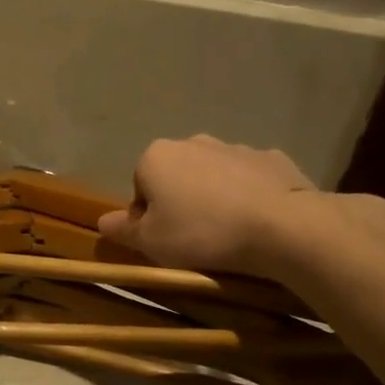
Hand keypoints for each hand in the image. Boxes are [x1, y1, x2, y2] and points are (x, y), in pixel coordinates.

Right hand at [97, 135, 317, 274]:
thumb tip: (102, 222)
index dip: (147, 219)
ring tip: (228, 234)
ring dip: (214, 199)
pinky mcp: (272, 158)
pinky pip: (249, 180)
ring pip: (213, 177)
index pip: (139, 189)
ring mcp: (236, 147)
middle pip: (176, 177)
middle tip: (193, 239)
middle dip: (180, 203)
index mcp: (156, 157)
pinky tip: (257, 222)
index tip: (163, 242)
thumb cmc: (202, 233)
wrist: (282, 226)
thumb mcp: (151, 242)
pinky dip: (249, 196)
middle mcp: (193, 142)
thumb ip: (123, 230)